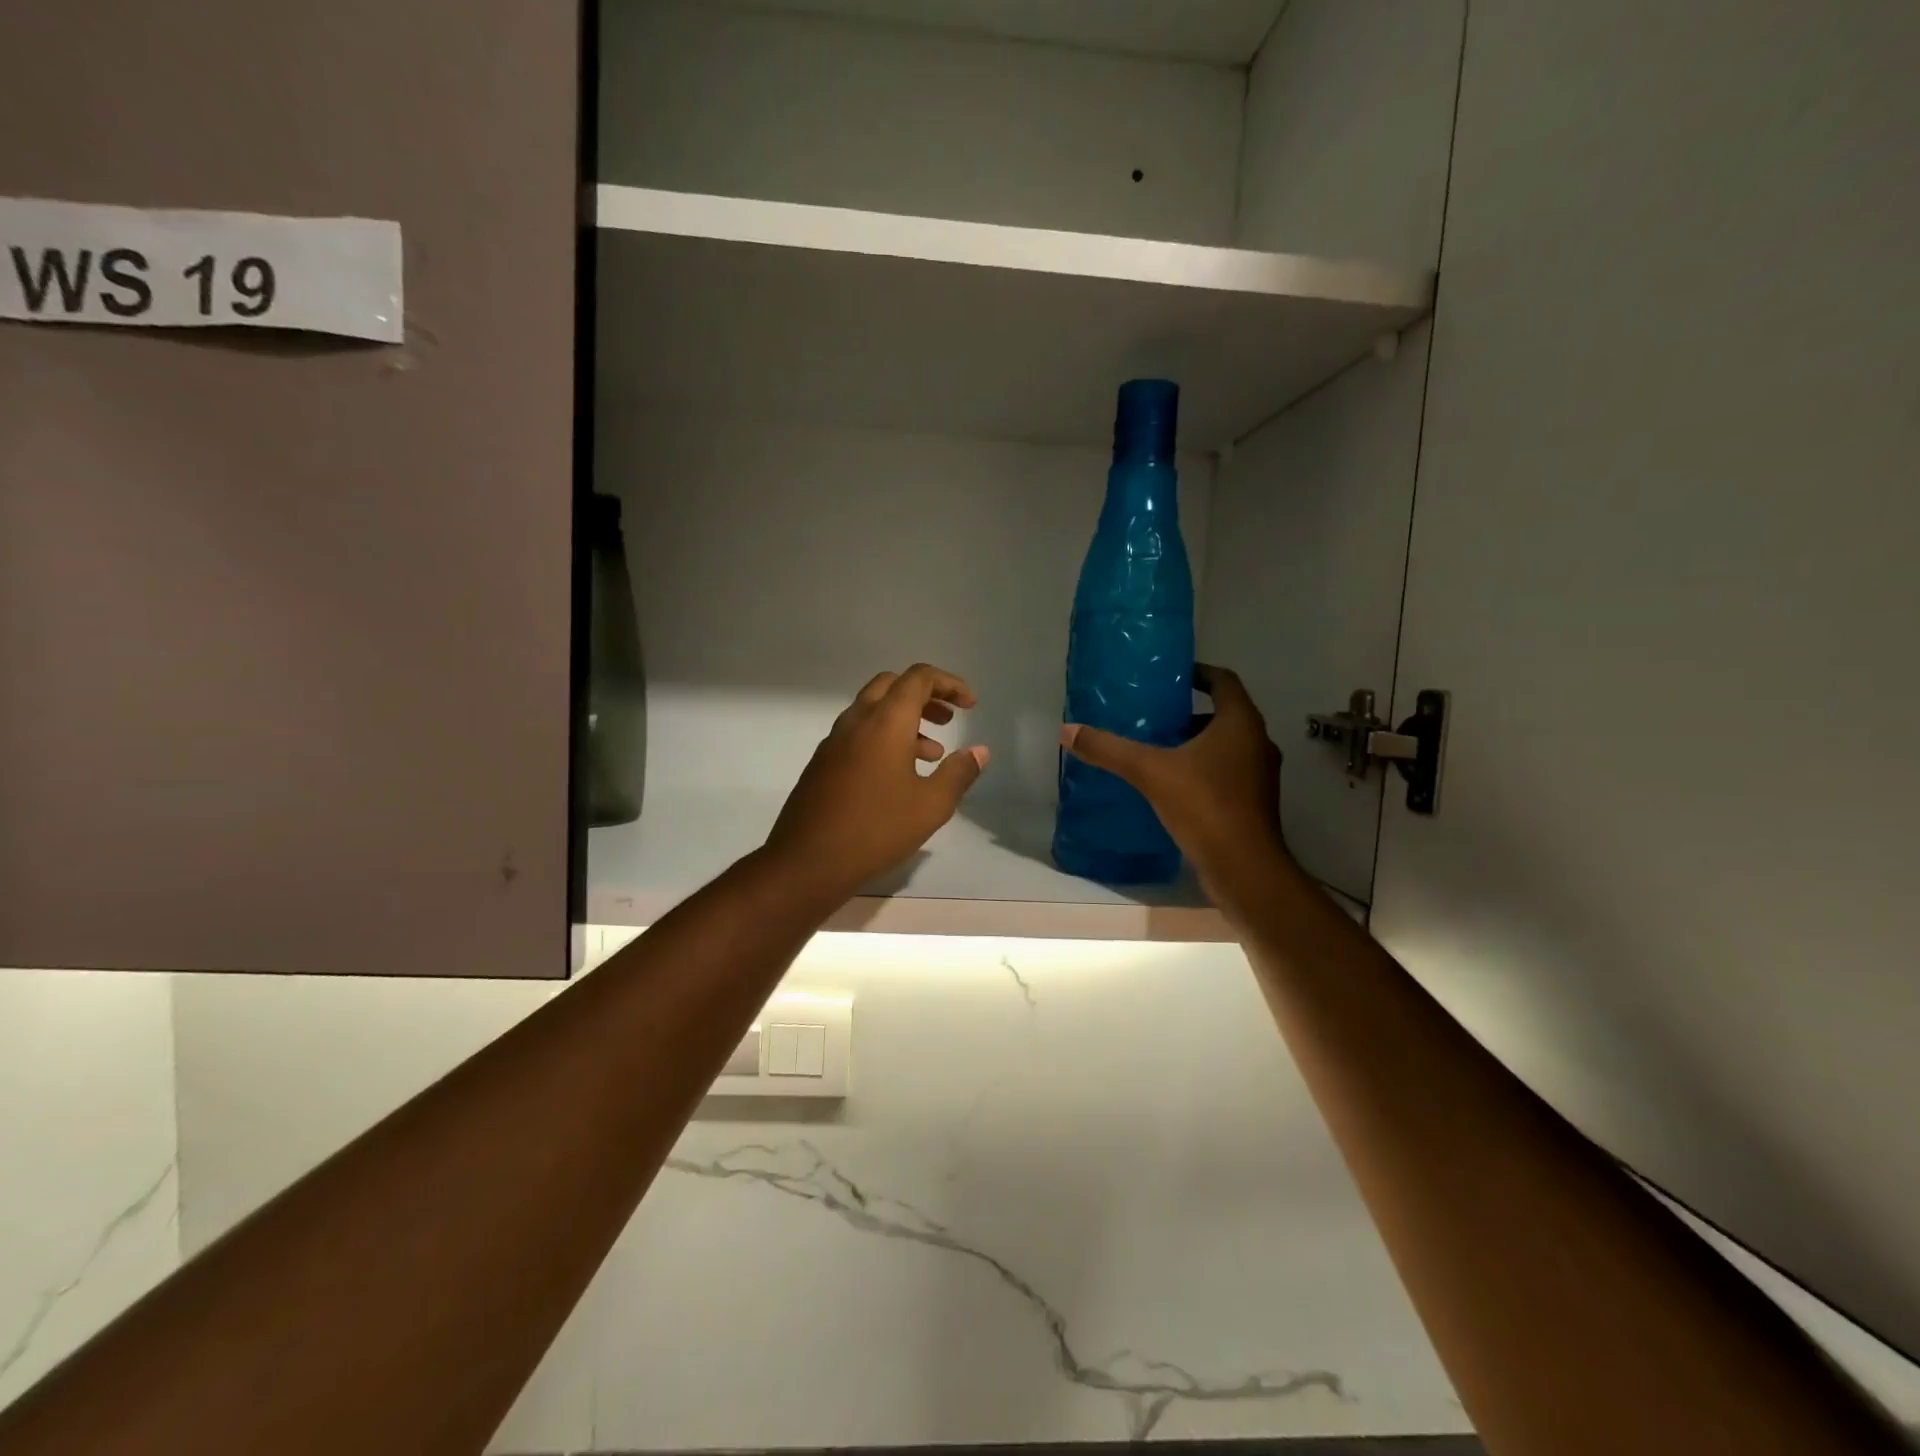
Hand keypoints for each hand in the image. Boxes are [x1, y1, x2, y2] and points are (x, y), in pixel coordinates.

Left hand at [766, 664, 989, 901]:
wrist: (808, 861)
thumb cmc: (876, 829)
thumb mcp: (931, 805)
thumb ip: (958, 773)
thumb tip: (979, 752)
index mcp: (885, 721)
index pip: (919, 678)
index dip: (949, 683)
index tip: (970, 704)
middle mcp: (856, 721)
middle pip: (892, 685)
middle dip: (925, 695)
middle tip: (948, 719)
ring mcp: (834, 741)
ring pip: (873, 710)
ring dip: (905, 720)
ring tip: (932, 754)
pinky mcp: (822, 762)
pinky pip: (858, 733)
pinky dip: (883, 737)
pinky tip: (898, 775)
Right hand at [1059, 663, 1289, 899]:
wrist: (1244, 868)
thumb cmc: (1204, 806)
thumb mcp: (1149, 771)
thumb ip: (1109, 749)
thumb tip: (1067, 730)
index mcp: (1240, 723)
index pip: (1223, 680)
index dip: (1198, 673)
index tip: (1171, 676)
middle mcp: (1258, 742)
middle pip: (1225, 714)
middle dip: (1190, 712)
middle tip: (1154, 716)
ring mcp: (1260, 775)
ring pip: (1227, 746)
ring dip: (1197, 743)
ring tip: (1158, 750)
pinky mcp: (1255, 802)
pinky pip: (1228, 773)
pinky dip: (1203, 769)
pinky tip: (1173, 785)